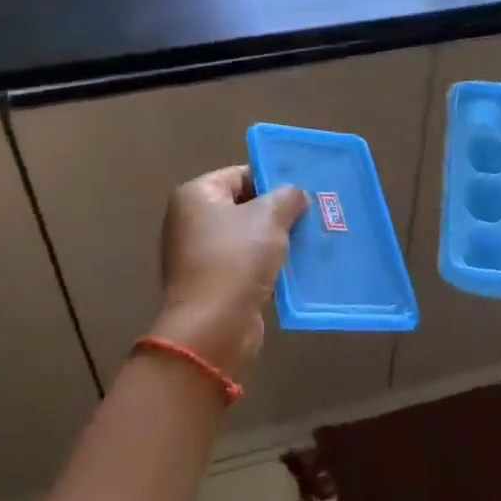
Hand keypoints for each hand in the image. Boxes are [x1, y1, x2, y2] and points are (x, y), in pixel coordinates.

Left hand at [150, 165, 307, 378]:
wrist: (214, 326)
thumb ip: (287, 197)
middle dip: (277, 212)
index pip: (240, 174)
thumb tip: (294, 194)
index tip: (303, 191)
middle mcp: (190, 220)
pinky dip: (265, 265)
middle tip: (311, 215)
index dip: (272, 180)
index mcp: (195, 195)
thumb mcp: (269, 218)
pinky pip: (243, 264)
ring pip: (246, 237)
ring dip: (274, 241)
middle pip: (243, 206)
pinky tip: (294, 268)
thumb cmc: (237, 259)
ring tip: (309, 241)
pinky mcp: (210, 283)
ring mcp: (197, 254)